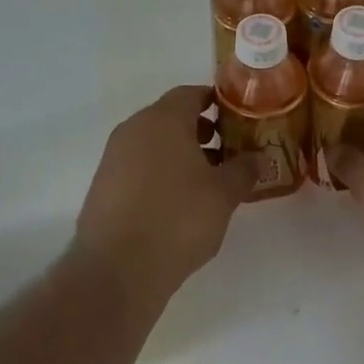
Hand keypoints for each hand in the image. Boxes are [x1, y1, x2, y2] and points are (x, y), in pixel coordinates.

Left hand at [74, 85, 259, 316]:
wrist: (117, 269)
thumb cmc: (178, 219)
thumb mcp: (223, 194)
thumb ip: (244, 169)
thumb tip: (260, 157)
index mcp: (163, 119)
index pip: (190, 93)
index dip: (215, 102)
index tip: (236, 118)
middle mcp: (134, 129)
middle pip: (170, 117)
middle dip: (200, 130)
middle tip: (227, 150)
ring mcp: (113, 157)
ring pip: (153, 143)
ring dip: (179, 153)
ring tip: (206, 180)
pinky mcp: (103, 186)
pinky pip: (138, 166)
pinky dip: (159, 172)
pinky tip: (177, 202)